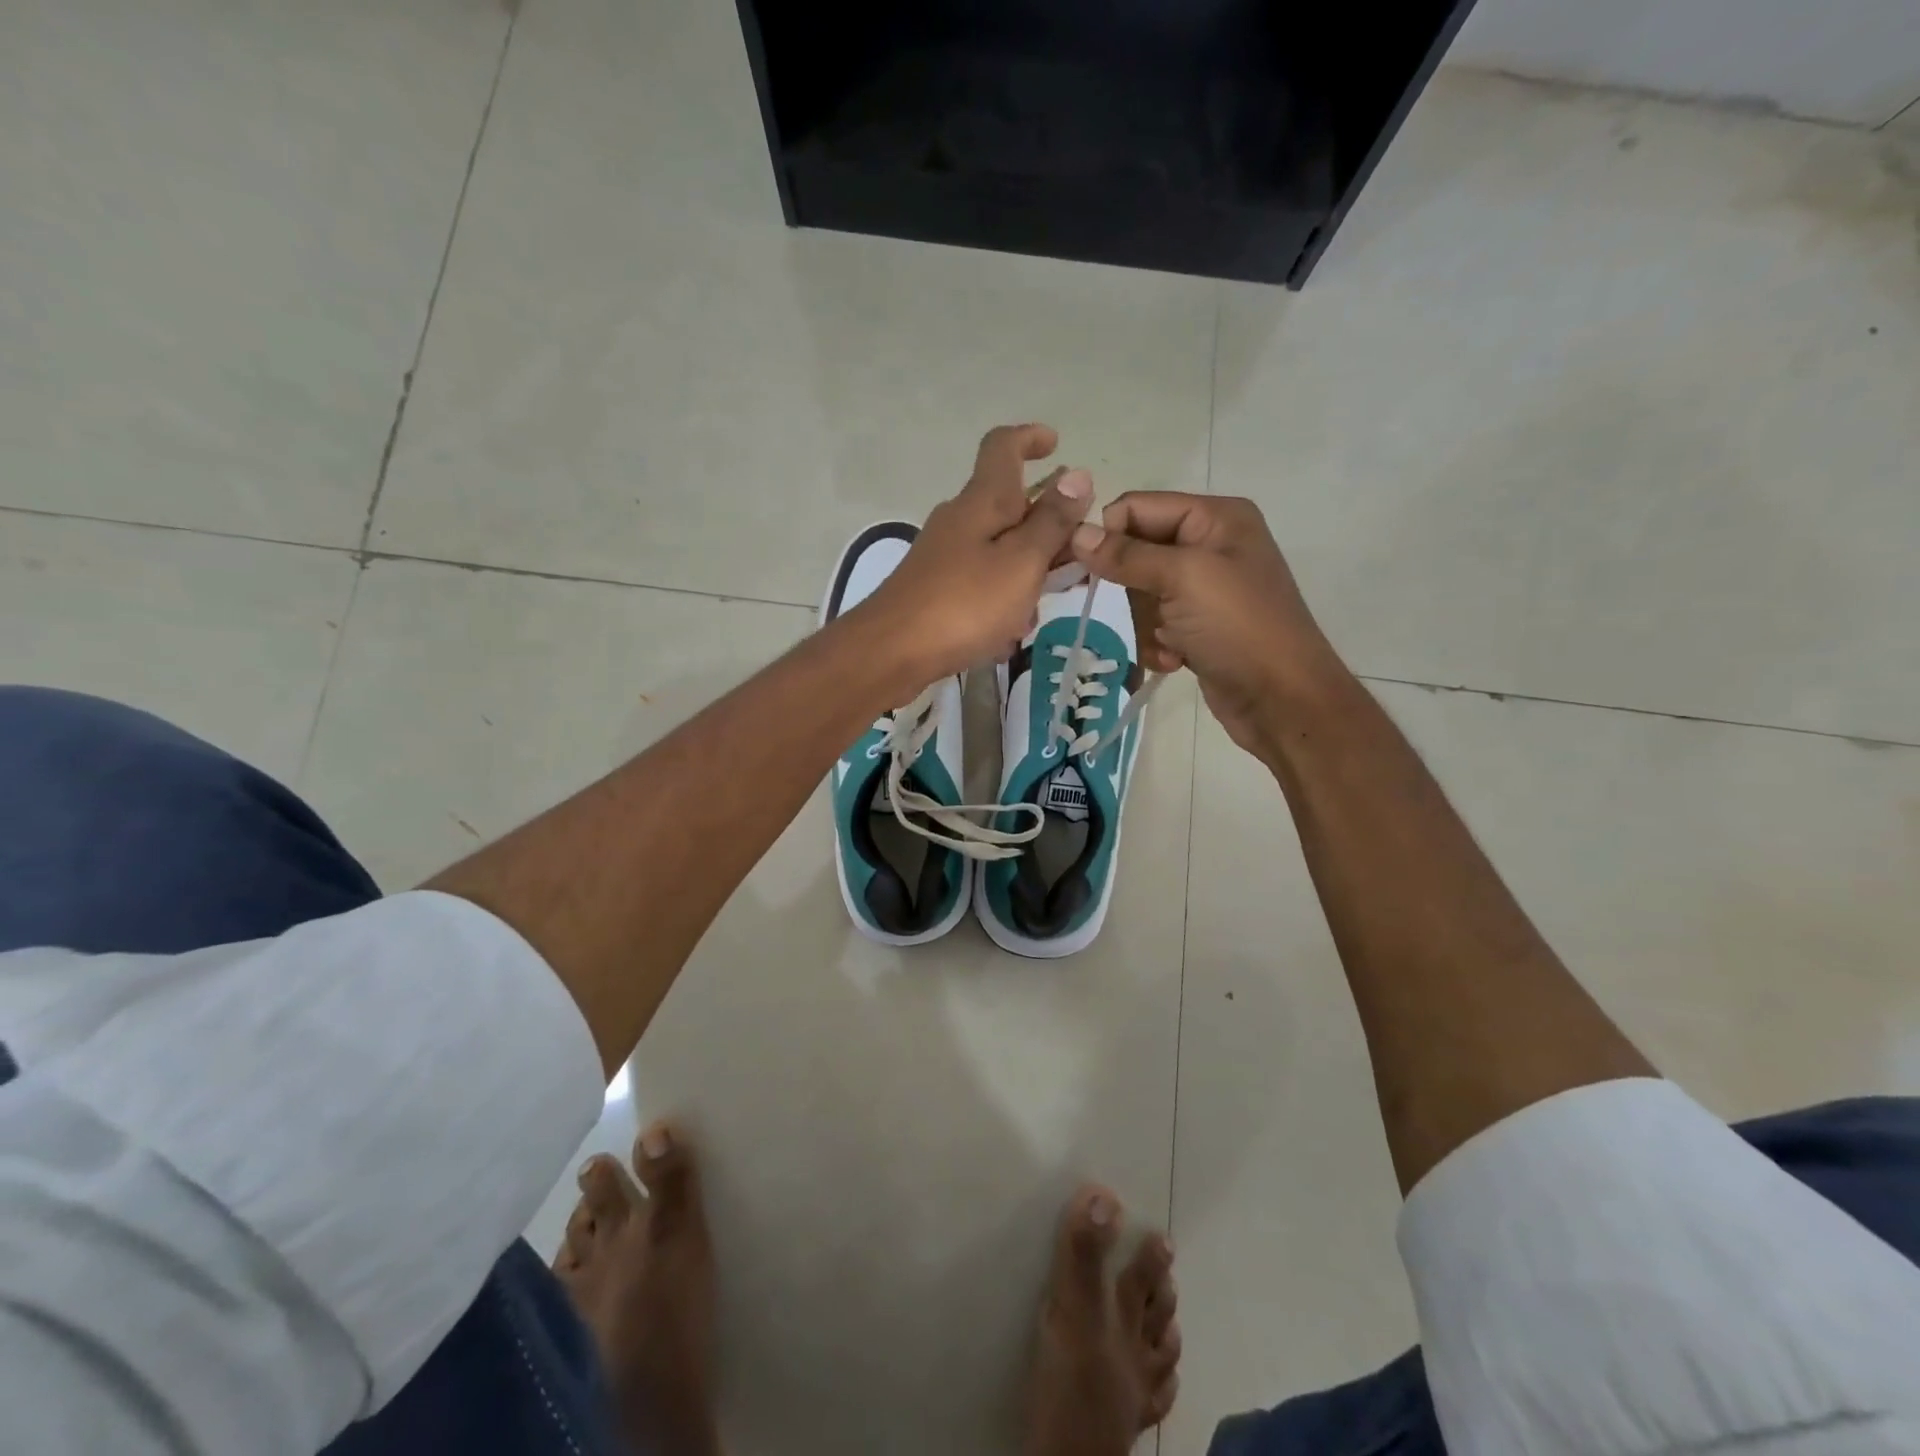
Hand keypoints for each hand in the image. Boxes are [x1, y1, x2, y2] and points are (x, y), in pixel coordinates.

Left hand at [857, 423, 1090, 685]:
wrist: (891, 652)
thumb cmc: (964, 604)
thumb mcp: (1021, 562)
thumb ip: (1052, 522)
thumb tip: (1077, 474)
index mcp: (982, 501)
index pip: (1003, 447)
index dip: (1030, 438)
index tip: (1056, 446)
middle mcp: (959, 520)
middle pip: (1009, 507)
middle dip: (1047, 530)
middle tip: (1076, 562)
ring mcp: (943, 556)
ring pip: (999, 551)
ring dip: (1026, 574)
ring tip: (1038, 610)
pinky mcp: (935, 589)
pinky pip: (980, 584)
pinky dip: (1001, 601)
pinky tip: (1006, 636)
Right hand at [1068, 493, 1349, 754]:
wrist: (1282, 700)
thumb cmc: (1239, 627)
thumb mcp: (1182, 580)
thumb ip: (1127, 555)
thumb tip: (1075, 534)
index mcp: (1215, 517)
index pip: (1138, 507)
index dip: (1108, 536)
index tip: (1084, 572)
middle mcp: (1210, 545)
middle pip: (1136, 553)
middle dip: (1134, 591)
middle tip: (1151, 614)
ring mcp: (1205, 588)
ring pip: (1141, 594)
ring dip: (1146, 625)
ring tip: (1168, 645)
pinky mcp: (1199, 625)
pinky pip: (1155, 623)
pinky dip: (1157, 643)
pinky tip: (1175, 660)